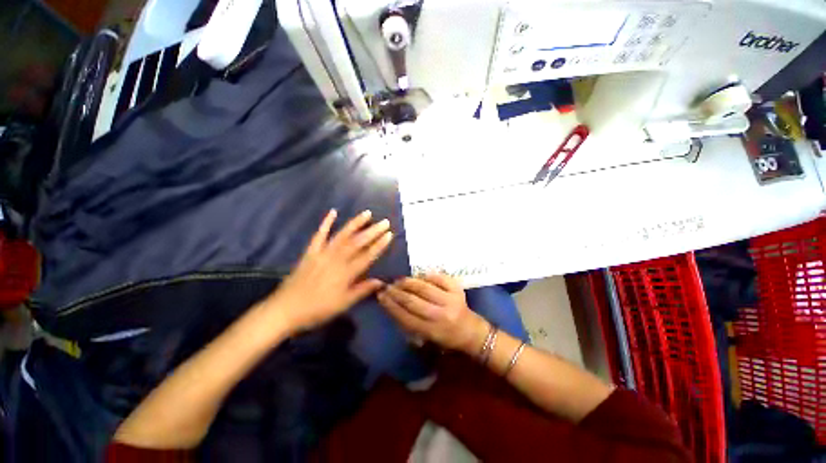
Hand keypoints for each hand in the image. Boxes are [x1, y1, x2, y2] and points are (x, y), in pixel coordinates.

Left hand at [267, 209, 392, 333]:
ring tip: (367, 213)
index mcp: (346, 273)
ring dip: (355, 223)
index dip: (379, 245)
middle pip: (358, 242)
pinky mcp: (311, 252)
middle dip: (373, 231)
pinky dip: (326, 223)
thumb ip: (362, 290)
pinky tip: (333, 212)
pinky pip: (319, 235)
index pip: (367, 256)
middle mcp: (337, 259)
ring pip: (342, 235)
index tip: (389, 234)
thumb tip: (381, 281)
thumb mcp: (343, 304)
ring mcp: (323, 253)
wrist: (286, 310)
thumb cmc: (317, 309)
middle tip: (385, 221)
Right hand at [377, 274, 488, 352]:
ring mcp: (450, 300)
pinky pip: (439, 278)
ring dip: (408, 282)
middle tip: (387, 286)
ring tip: (399, 280)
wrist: (472, 332)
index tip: (381, 296)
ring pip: (424, 288)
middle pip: (413, 301)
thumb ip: (410, 326)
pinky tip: (418, 276)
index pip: (406, 317)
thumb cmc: (447, 338)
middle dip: (397, 292)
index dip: (391, 305)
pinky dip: (427, 276)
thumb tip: (393, 307)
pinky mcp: (458, 289)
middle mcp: (441, 315)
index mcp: (432, 331)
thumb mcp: (427, 339)